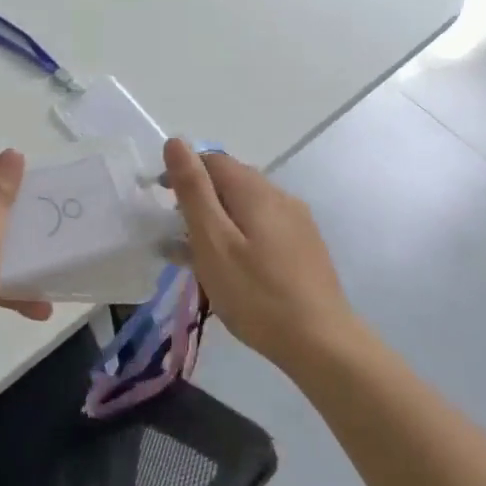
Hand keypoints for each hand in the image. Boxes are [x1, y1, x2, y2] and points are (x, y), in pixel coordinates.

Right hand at [162, 138, 358, 373]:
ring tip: (199, 258)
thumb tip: (176, 141)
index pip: (212, 160)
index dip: (183, 173)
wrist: (322, 344)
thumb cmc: (256, 293)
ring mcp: (297, 222)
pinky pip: (263, 228)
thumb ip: (193, 190)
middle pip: (231, 181)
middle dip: (200, 198)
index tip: (162, 203)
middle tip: (177, 234)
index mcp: (254, 189)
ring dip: (219, 221)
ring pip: (247, 207)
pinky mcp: (305, 247)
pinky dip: (239, 237)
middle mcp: (279, 196)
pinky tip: (232, 270)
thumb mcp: (212, 241)